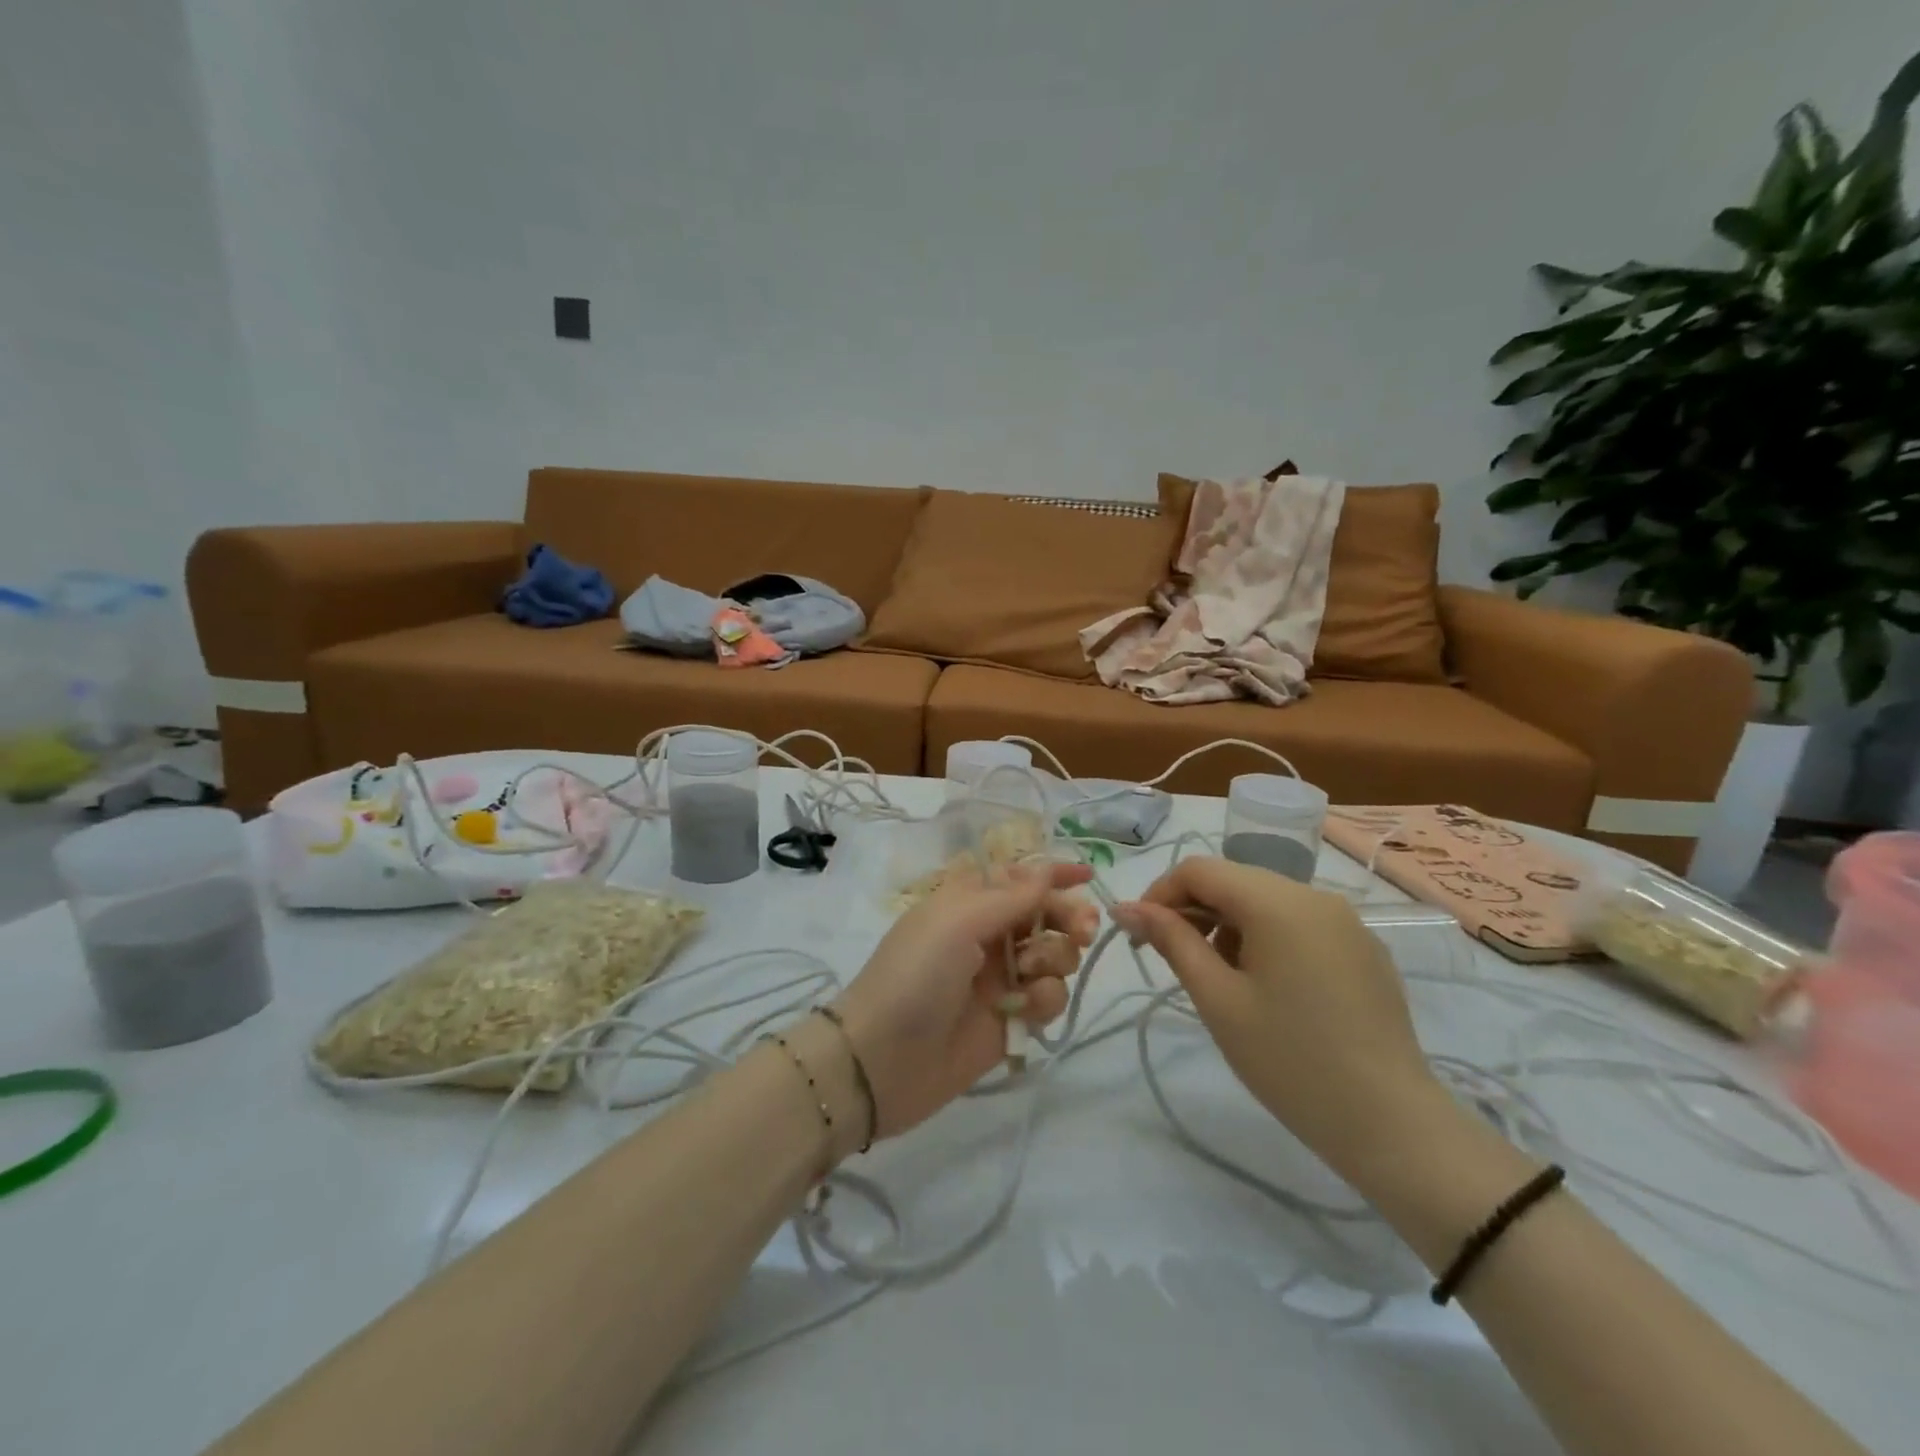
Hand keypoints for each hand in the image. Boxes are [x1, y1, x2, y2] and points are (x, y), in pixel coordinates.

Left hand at [832, 861, 1097, 1139]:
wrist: (881, 1060)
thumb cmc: (916, 975)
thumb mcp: (958, 922)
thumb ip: (1010, 896)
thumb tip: (1046, 870)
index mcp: (969, 902)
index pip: (1020, 877)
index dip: (1053, 873)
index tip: (1089, 874)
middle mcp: (989, 934)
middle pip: (1046, 913)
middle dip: (1067, 916)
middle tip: (1083, 929)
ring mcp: (1002, 978)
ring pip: (1055, 955)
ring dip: (1054, 956)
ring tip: (1029, 971)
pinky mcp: (1012, 1018)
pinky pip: (1049, 996)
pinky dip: (1045, 997)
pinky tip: (1024, 1008)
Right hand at [1113, 858, 1442, 1177]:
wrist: (1392, 1125)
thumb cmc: (1290, 1061)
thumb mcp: (1218, 999)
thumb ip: (1171, 941)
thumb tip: (1126, 907)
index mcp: (1278, 902)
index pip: (1200, 869)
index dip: (1160, 893)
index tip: (1141, 935)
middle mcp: (1315, 896)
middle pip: (1235, 880)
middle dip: (1194, 911)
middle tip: (1173, 960)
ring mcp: (1347, 922)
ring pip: (1267, 901)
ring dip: (1229, 925)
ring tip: (1222, 980)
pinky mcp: (1364, 949)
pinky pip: (1300, 923)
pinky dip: (1268, 938)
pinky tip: (1269, 989)